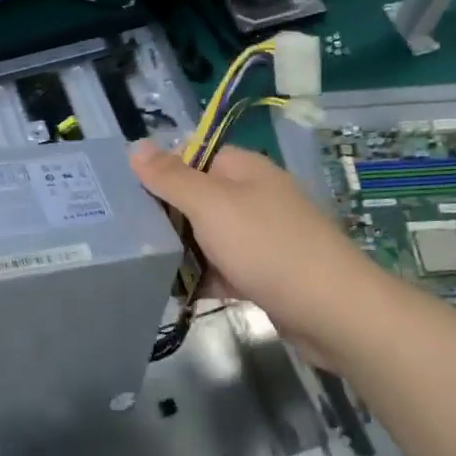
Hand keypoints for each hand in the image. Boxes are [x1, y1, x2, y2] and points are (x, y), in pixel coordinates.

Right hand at [129, 140, 377, 355]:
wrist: (332, 311)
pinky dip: (202, 277)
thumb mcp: (211, 205)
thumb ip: (171, 177)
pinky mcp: (263, 273)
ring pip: (207, 236)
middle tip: (124, 235)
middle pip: (196, 198)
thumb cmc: (267, 247)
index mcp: (243, 169)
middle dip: (164, 216)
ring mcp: (260, 236)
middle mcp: (252, 196)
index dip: (159, 172)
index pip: (192, 156)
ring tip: (138, 266)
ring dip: (180, 250)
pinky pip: (222, 268)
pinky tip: (172, 293)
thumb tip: (135, 145)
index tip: (123, 195)